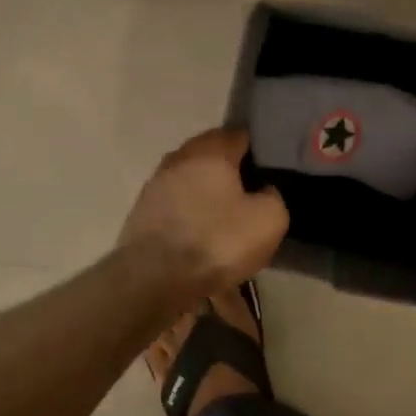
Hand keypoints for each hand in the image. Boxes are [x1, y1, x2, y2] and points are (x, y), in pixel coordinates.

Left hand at [119, 128, 288, 295]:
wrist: (155, 280)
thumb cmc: (218, 241)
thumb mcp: (269, 219)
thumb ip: (273, 196)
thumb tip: (263, 191)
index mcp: (210, 152)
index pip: (238, 135)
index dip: (257, 148)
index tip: (270, 167)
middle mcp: (178, 160)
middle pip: (210, 159)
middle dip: (230, 173)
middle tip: (251, 195)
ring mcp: (154, 188)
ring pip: (192, 186)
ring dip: (208, 199)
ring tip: (227, 223)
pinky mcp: (141, 216)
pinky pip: (177, 212)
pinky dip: (192, 222)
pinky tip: (204, 243)